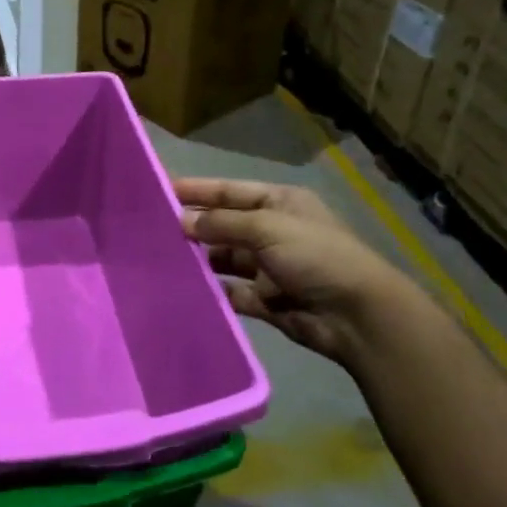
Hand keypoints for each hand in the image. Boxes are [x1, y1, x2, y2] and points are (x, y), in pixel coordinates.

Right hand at [176, 177, 416, 366]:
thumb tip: (182, 221)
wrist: (358, 316)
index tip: (159, 190)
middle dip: (192, 226)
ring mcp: (269, 267)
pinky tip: (182, 289)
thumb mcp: (267, 227)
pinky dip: (211, 291)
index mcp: (279, 203)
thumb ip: (221, 223)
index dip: (196, 190)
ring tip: (159, 259)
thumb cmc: (315, 256)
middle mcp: (273, 232)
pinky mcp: (266, 300)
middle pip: (223, 225)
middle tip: (149, 229)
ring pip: (224, 259)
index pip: (228, 191)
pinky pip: (231, 292)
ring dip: (198, 259)